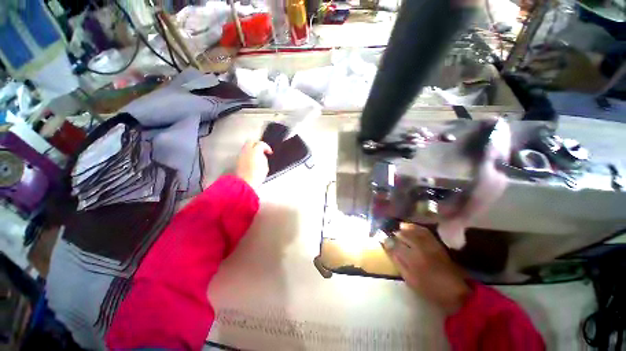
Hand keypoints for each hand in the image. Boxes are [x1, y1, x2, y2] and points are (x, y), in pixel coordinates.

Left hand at [235, 140, 272, 189]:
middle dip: (258, 144)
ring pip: (246, 147)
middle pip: (251, 142)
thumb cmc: (256, 176)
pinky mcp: (238, 160)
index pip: (261, 144)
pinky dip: (248, 154)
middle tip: (263, 150)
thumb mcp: (265, 167)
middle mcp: (247, 150)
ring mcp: (241, 155)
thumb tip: (262, 156)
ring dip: (252, 149)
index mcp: (255, 151)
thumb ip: (264, 159)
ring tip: (257, 155)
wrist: (245, 183)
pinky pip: (244, 153)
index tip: (269, 152)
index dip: (267, 147)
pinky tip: (252, 160)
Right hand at [382, 223, 470, 313]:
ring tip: (398, 228)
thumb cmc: (429, 288)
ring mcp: (429, 244)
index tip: (381, 239)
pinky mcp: (436, 243)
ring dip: (403, 228)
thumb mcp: (409, 279)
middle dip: (394, 233)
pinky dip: (415, 227)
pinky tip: (410, 228)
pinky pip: (424, 230)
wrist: (455, 291)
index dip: (386, 241)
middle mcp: (420, 248)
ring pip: (413, 230)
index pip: (394, 244)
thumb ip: (397, 261)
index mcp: (412, 259)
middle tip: (389, 234)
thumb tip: (387, 247)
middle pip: (403, 234)